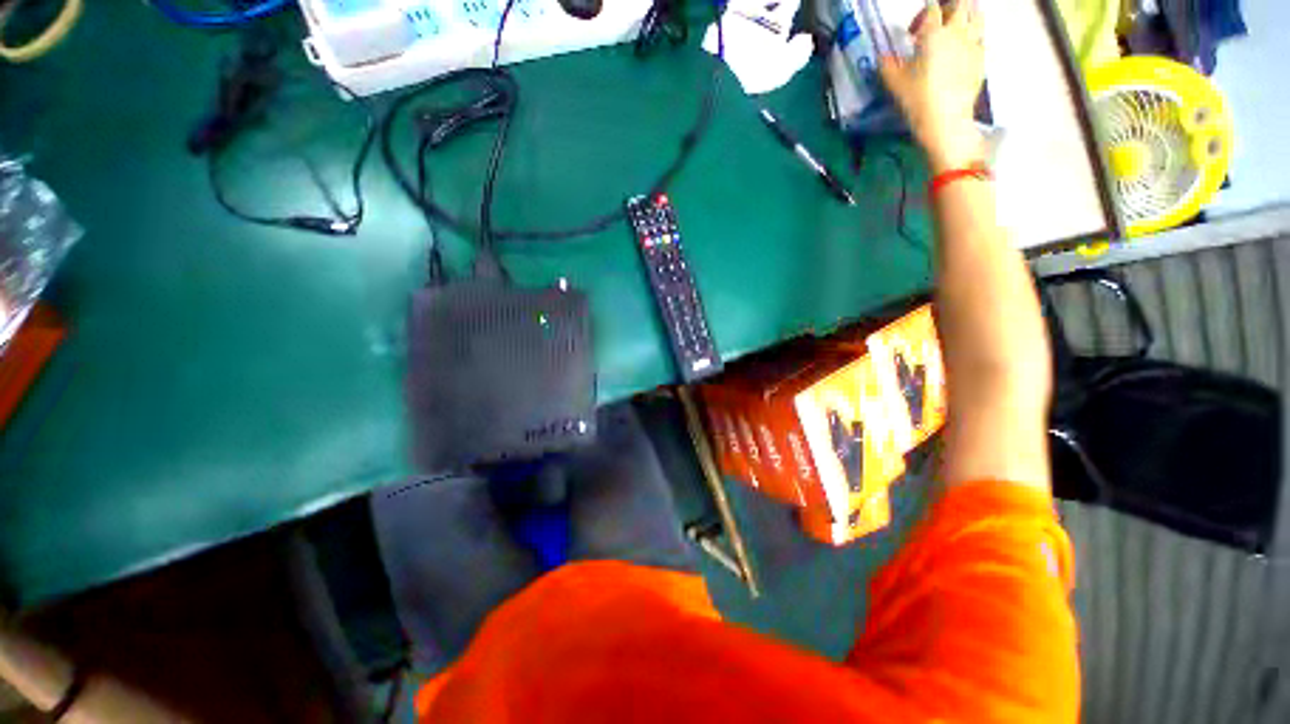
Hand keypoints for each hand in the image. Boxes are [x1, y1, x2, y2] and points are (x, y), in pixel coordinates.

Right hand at [879, 0, 984, 172]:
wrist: (946, 120)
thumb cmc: (917, 99)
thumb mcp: (895, 84)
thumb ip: (887, 65)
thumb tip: (883, 56)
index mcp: (933, 32)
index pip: (931, 8)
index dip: (922, 16)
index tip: (913, 34)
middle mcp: (956, 31)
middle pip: (960, 3)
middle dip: (948, 8)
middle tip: (937, 24)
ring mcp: (973, 43)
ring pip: (976, 14)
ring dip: (966, 16)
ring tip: (955, 30)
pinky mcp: (982, 57)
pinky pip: (981, 36)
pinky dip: (973, 36)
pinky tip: (964, 50)